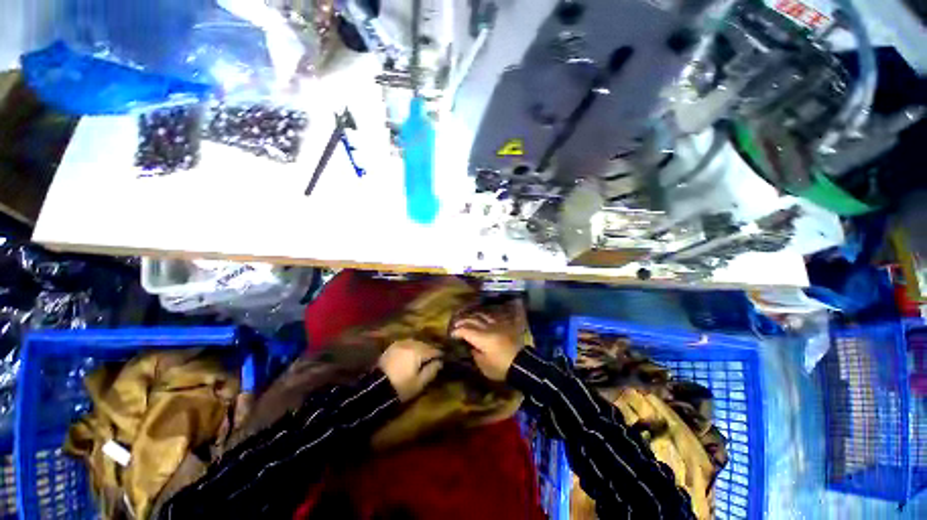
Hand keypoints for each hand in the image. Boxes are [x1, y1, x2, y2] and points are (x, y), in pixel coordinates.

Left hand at [379, 340, 443, 401]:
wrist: (375, 389)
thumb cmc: (401, 387)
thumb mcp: (419, 383)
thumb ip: (431, 371)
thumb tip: (440, 362)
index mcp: (418, 352)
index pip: (433, 350)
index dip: (439, 354)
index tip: (443, 358)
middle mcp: (409, 344)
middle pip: (424, 344)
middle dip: (429, 350)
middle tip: (433, 357)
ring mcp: (399, 344)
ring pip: (415, 342)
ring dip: (420, 347)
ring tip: (422, 355)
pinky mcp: (391, 347)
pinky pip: (405, 343)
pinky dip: (410, 347)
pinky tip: (410, 353)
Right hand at [450, 300, 526, 380]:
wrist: (523, 364)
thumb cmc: (501, 367)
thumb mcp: (483, 365)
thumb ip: (475, 354)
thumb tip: (471, 346)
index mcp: (481, 337)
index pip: (465, 330)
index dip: (456, 331)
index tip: (451, 334)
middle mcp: (487, 327)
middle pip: (472, 320)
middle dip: (462, 322)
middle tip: (456, 325)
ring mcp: (497, 325)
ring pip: (482, 316)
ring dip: (473, 316)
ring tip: (468, 319)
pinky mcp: (505, 326)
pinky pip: (493, 317)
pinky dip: (485, 317)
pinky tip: (483, 318)